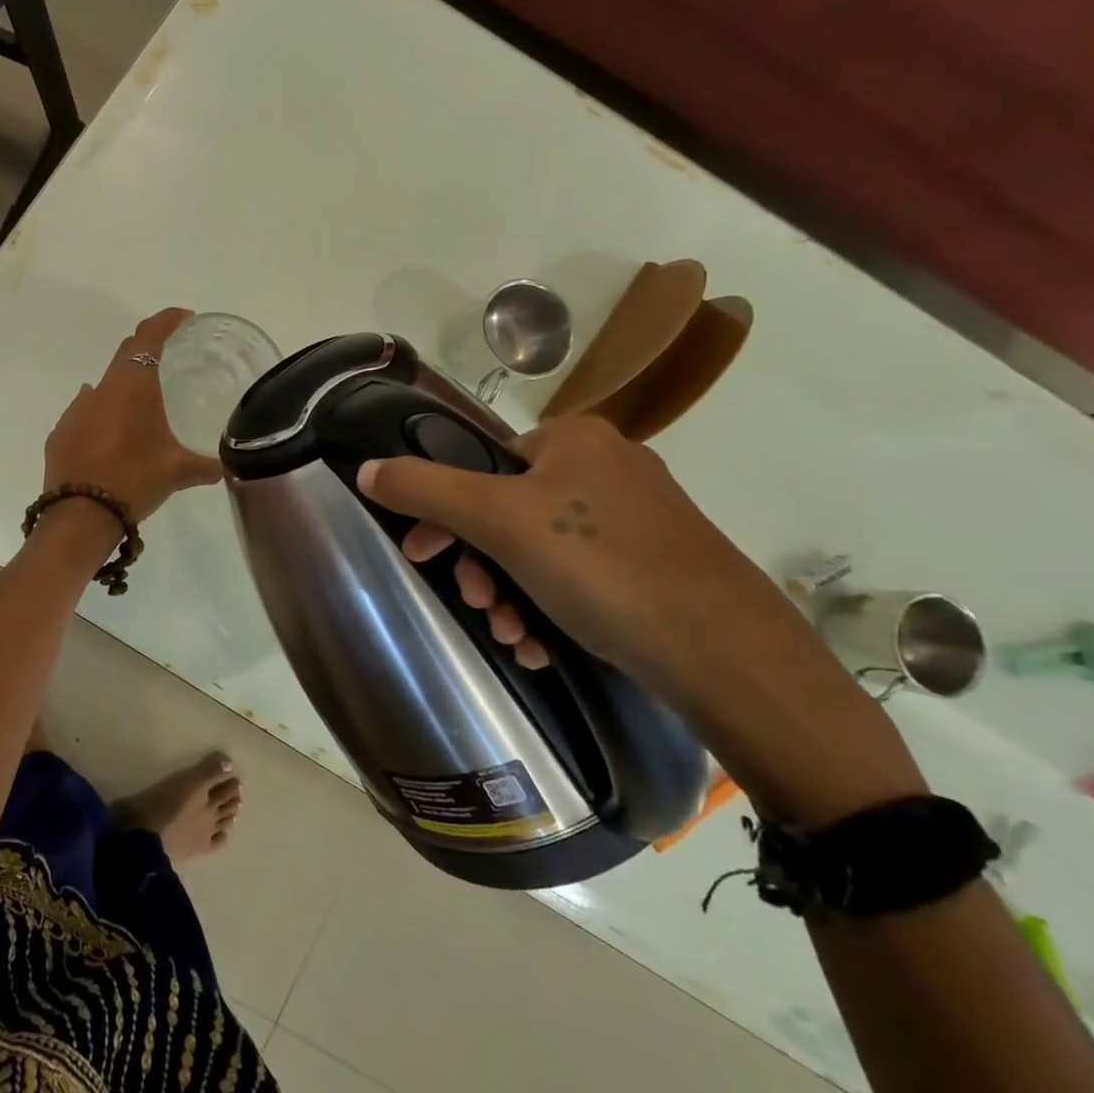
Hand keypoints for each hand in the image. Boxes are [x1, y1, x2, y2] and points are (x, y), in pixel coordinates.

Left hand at [42, 309, 223, 524]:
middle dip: (148, 347)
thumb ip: (209, 465)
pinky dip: (103, 412)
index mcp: (132, 387)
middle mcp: (101, 389)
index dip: (167, 321)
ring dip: (124, 385)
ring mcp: (76, 410)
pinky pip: (86, 411)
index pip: (149, 337)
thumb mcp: (178, 473)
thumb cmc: (134, 482)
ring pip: (104, 385)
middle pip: (126, 354)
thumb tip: (232, 465)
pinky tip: (113, 432)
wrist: (79, 516)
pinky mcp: (61, 433)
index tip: (184, 318)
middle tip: (171, 354)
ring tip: (144, 403)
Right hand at [355, 414, 824, 704]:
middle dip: (480, 565)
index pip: (480, 464)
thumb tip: (366, 469)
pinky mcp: (656, 563)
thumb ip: (424, 489)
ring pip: (540, 549)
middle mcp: (606, 465)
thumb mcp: (498, 520)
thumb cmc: (601, 566)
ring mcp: (637, 516)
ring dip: (509, 593)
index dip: (443, 514)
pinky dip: (549, 606)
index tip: (423, 558)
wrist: (728, 654)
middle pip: (507, 510)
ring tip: (512, 636)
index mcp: (573, 438)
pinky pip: (579, 573)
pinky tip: (541, 644)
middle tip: (475, 605)